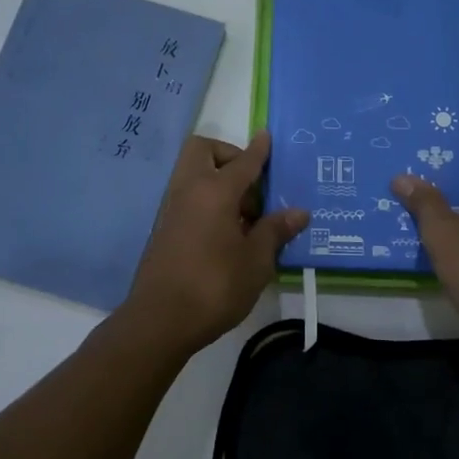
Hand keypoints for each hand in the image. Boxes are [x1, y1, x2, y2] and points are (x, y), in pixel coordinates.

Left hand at [122, 132, 307, 353]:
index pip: (243, 161)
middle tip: (252, 186)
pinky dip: (208, 201)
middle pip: (203, 151)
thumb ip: (275, 231)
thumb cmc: (215, 286)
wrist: (160, 321)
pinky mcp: (164, 229)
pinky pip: (189, 197)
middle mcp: (189, 190)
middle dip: (229, 157)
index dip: (258, 150)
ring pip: (194, 174)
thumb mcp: (256, 261)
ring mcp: (172, 209)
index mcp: (215, 191)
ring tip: (246, 217)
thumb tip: (298, 212)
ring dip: (219, 182)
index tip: (267, 137)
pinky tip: (228, 234)